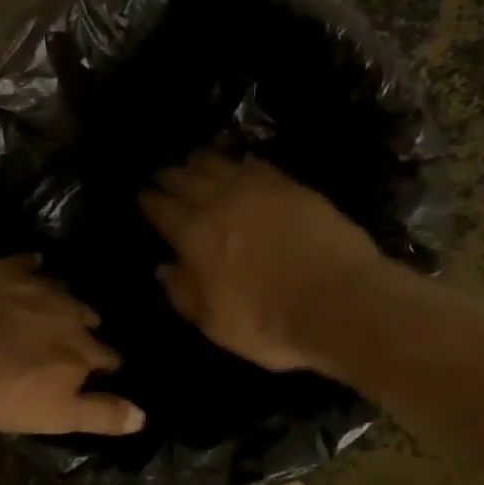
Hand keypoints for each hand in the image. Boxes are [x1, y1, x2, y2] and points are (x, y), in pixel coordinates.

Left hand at [0, 257, 145, 435]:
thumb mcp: (53, 415)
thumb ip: (100, 414)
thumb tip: (144, 416)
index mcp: (81, 350)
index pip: (109, 358)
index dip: (109, 366)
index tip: (106, 371)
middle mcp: (67, 312)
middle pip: (88, 318)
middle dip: (87, 329)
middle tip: (76, 339)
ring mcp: (34, 286)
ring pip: (62, 289)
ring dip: (64, 300)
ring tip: (58, 307)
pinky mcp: (1, 268)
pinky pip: (26, 263)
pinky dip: (32, 268)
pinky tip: (31, 267)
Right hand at [140, 154, 385, 372]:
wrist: (341, 302)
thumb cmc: (270, 324)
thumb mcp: (215, 324)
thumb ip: (184, 294)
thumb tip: (164, 267)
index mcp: (195, 237)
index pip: (162, 210)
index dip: (148, 201)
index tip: (141, 196)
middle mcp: (221, 203)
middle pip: (187, 180)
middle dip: (170, 176)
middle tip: (161, 174)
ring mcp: (259, 190)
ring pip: (220, 164)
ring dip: (201, 161)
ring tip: (193, 160)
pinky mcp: (293, 187)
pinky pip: (258, 165)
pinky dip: (242, 162)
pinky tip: (241, 163)